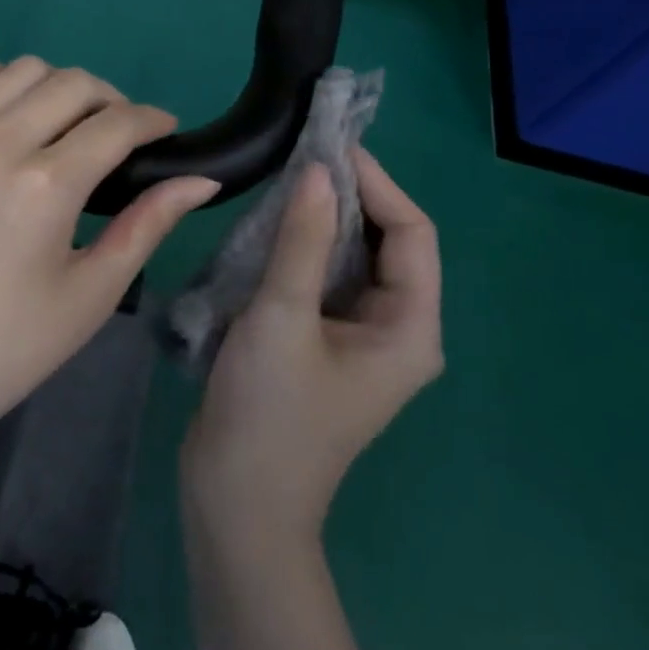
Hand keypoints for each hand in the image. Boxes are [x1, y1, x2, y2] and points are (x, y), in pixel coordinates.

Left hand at [0, 56, 217, 456]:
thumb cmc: (6, 348)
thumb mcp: (91, 294)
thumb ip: (148, 225)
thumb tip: (202, 180)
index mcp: (46, 186)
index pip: (117, 124)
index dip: (153, 120)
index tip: (165, 130)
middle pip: (73, 84)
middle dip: (112, 100)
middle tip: (119, 135)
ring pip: (19, 70)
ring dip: (57, 86)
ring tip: (65, 122)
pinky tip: (2, 102)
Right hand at [182, 149, 442, 547]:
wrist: (236, 503)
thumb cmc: (269, 413)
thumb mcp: (282, 316)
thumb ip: (303, 239)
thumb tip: (319, 169)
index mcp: (409, 328)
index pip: (412, 232)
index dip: (377, 183)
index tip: (331, 145)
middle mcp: (397, 329)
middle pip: (389, 242)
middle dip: (352, 196)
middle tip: (305, 153)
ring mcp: (362, 339)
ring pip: (356, 258)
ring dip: (327, 218)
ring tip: (288, 177)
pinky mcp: (328, 343)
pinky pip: (329, 278)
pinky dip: (308, 245)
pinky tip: (276, 224)